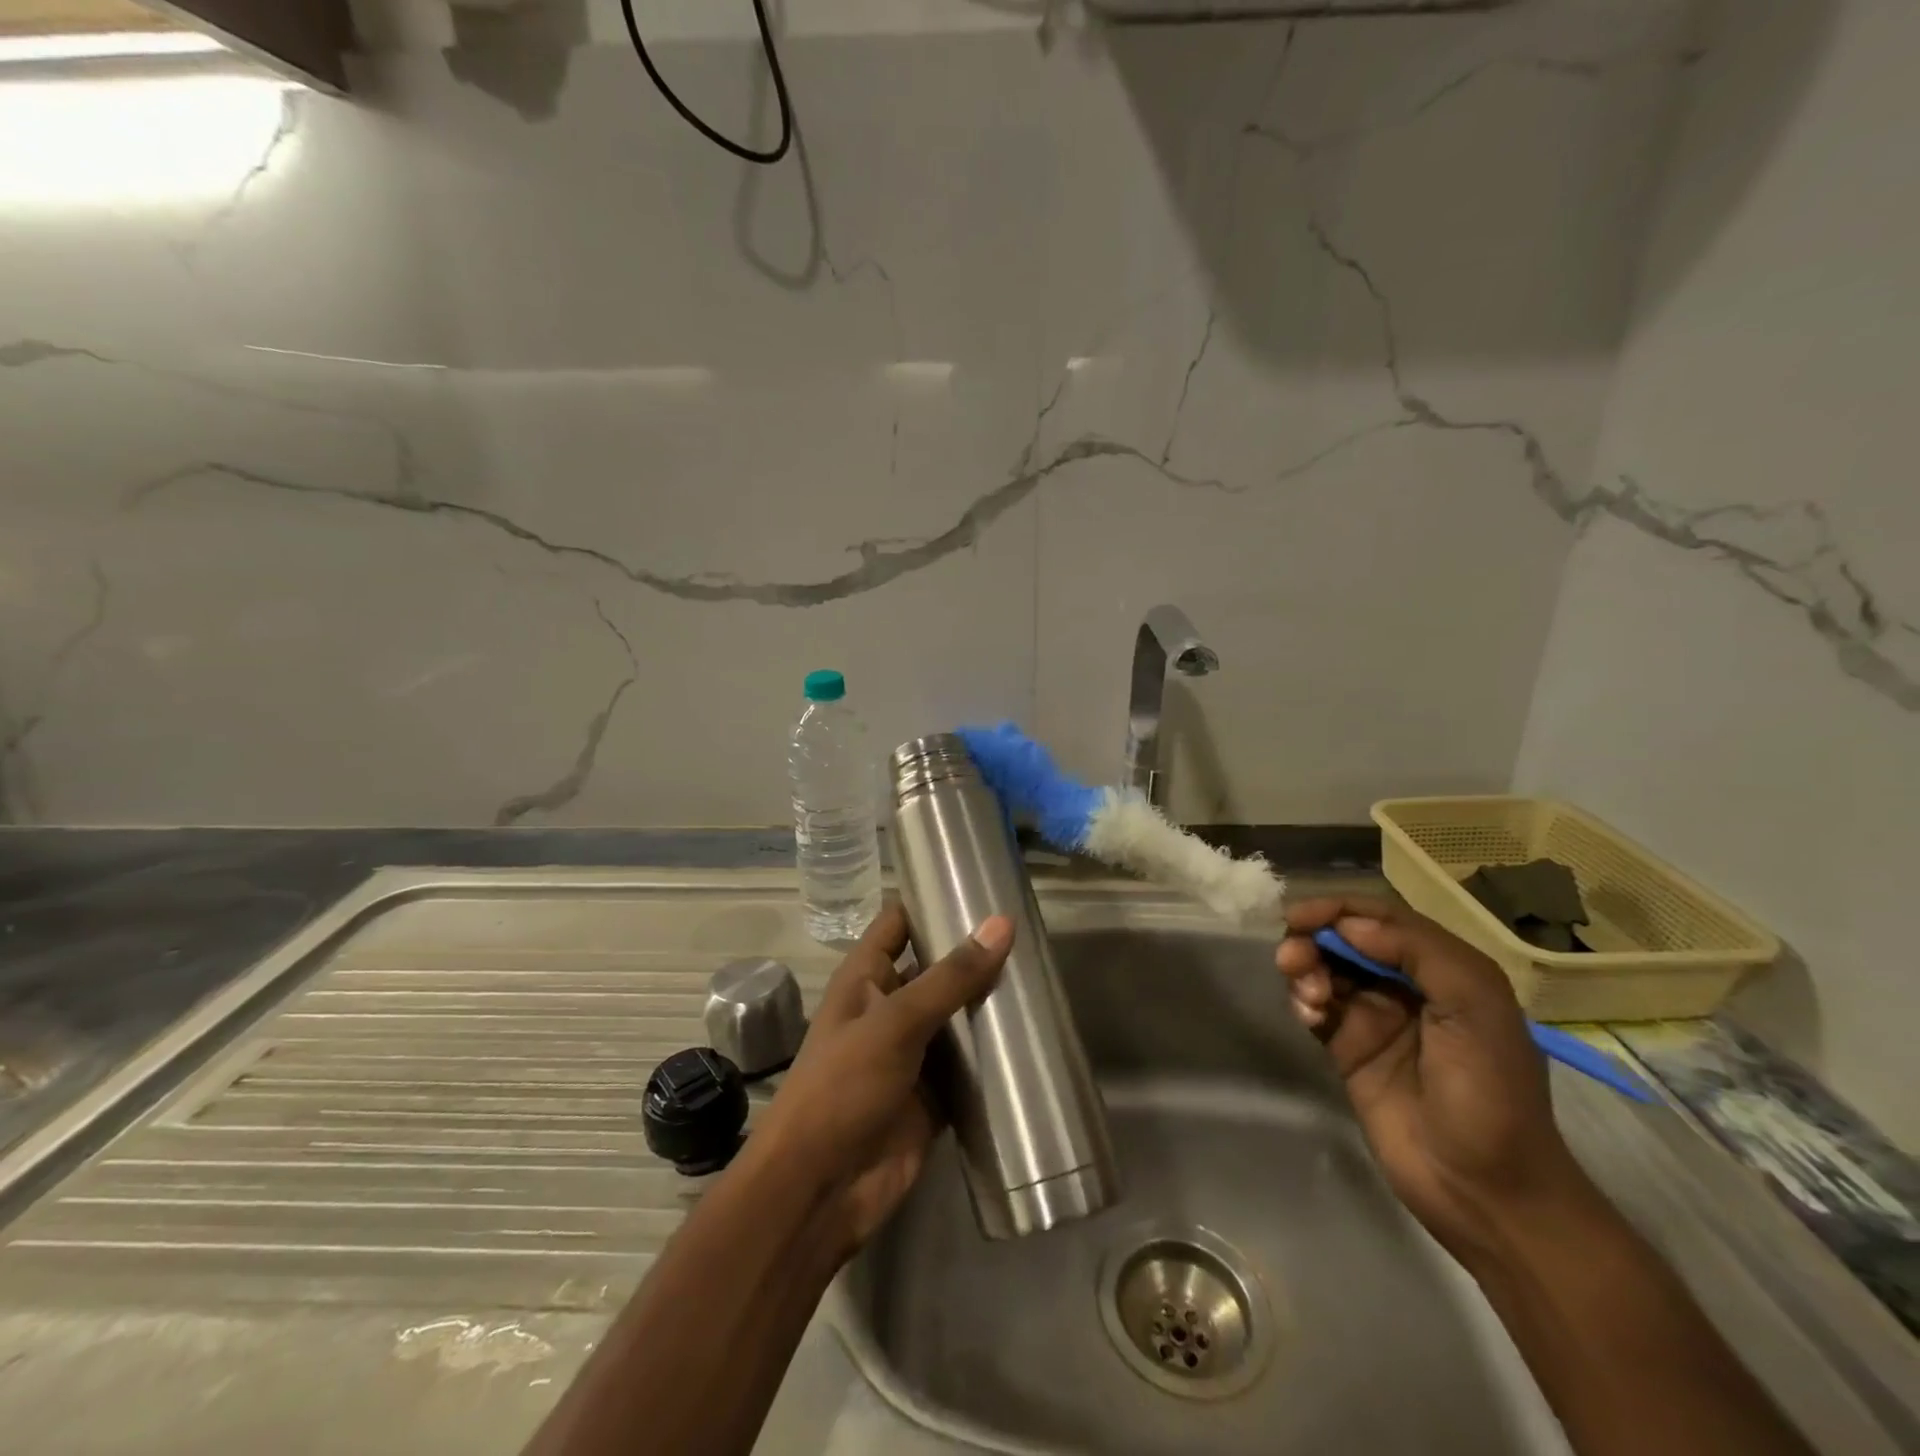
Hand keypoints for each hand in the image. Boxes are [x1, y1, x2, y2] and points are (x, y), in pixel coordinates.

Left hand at [750, 900, 1011, 1262]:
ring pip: (957, 1017)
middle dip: (975, 955)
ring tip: (1043, 978)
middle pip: (936, 969)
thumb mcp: (896, 1023)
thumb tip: (1001, 923)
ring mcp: (912, 1053)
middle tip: (1032, 935)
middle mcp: (890, 1008)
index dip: (932, 900)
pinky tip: (1034, 1039)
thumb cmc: (844, 1087)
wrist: (820, 1189)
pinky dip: (993, 1057)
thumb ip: (950, 977)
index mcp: (866, 978)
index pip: (900, 923)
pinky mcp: (933, 1096)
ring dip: (989, 1005)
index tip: (982, 884)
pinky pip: (969, 1067)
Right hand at [1277, 896, 1596, 1261]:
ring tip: (1308, 995)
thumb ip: (1418, 952)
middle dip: (1314, 938)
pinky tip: (1308, 1016)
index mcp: (1445, 969)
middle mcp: (1407, 986)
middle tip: (1293, 957)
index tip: (1301, 915)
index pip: (1383, 918)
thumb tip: (1347, 925)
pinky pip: (1315, 1007)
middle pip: (1345, 939)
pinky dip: (1303, 1000)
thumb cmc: (1490, 1093)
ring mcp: (1375, 1018)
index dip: (1339, 908)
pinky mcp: (1348, 1049)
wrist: (1485, 1191)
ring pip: (1325, 970)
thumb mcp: (1475, 1008)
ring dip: (1305, 969)